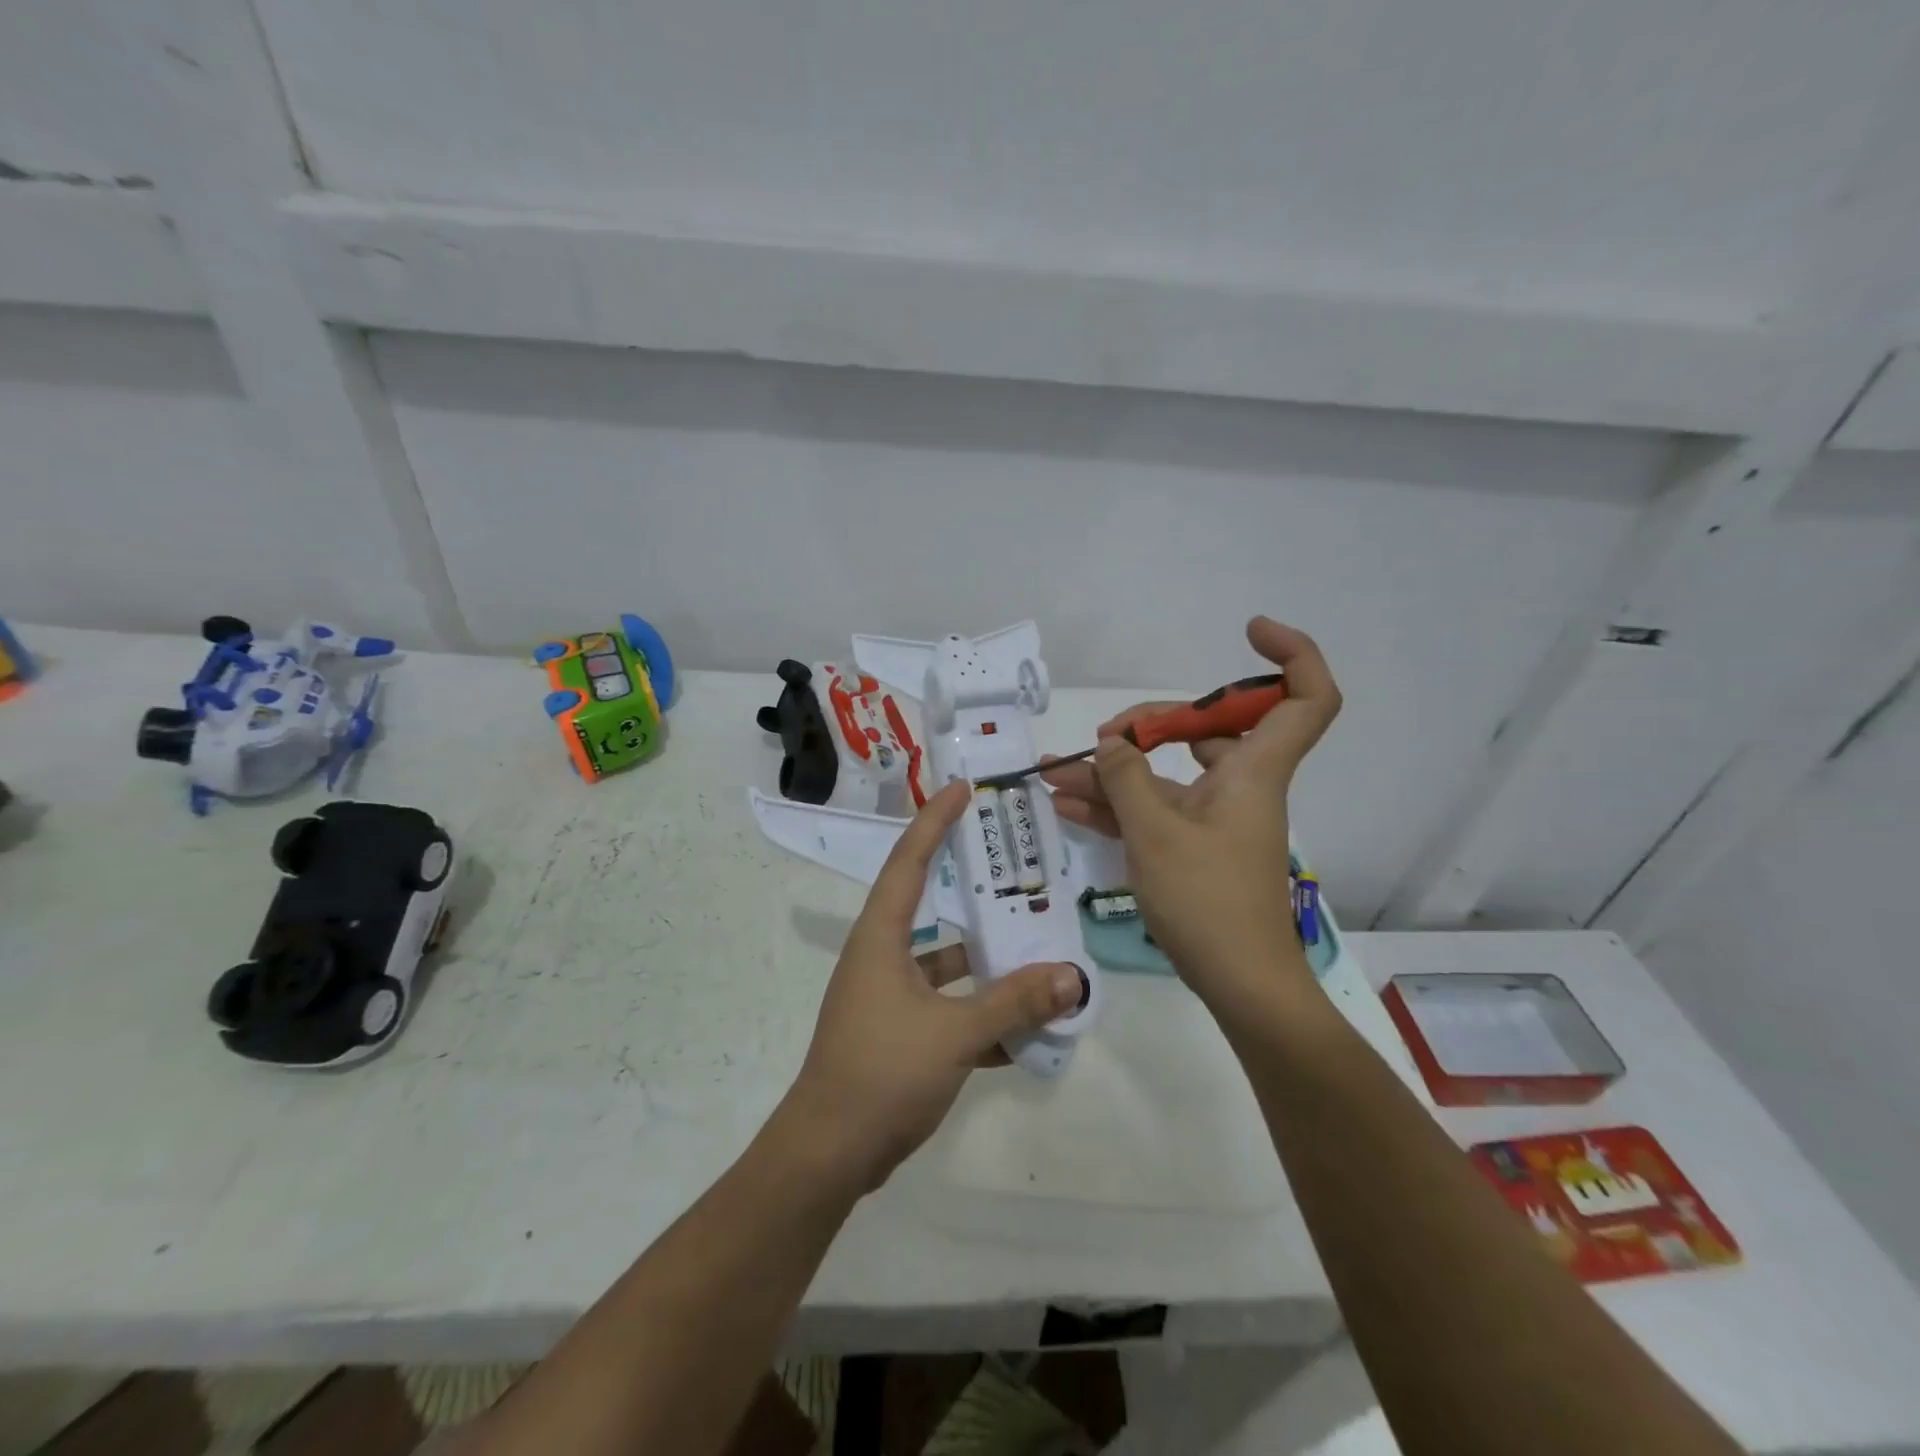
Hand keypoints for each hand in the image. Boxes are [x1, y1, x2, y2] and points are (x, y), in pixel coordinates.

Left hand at [778, 781, 1084, 1191]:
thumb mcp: (953, 1033)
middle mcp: (882, 956)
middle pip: (932, 905)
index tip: (962, 789)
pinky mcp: (900, 1033)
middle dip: (973, 886)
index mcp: (881, 937)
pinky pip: (948, 1007)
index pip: (909, 860)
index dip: (934, 820)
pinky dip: (981, 1011)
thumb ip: (1013, 1002)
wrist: (830, 1154)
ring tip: (1039, 949)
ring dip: (987, 960)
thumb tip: (1071, 976)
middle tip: (1017, 865)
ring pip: (947, 963)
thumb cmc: (881, 1073)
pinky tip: (1026, 1025)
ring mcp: (889, 996)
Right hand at [1041, 617, 1341, 1008]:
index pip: (1305, 698)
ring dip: (1116, 770)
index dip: (1291, 654)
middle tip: (1109, 736)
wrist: (1240, 985)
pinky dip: (1117, 804)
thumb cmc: (1208, 902)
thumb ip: (1126, 778)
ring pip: (1168, 773)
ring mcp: (1215, 817)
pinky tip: (1068, 803)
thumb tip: (1111, 744)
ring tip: (1058, 769)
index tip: (1249, 632)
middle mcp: (1240, 785)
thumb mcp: (1155, 833)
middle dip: (1153, 722)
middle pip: (1211, 728)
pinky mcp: (1195, 847)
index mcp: (1254, 771)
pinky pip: (1155, 809)